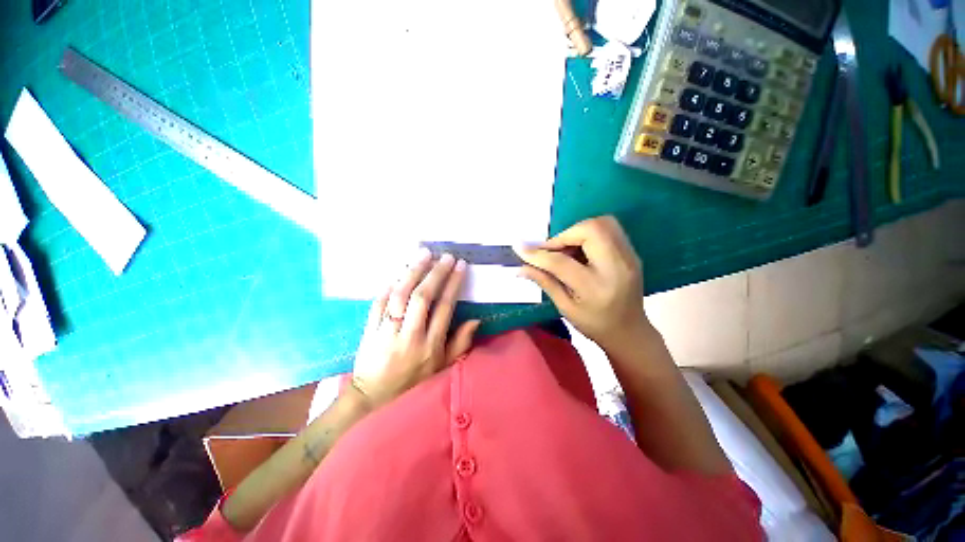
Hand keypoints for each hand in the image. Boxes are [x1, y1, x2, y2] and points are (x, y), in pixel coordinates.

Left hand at [351, 250, 480, 407]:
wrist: (372, 400)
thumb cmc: (414, 384)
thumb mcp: (443, 369)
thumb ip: (460, 344)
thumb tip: (475, 320)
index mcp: (430, 345)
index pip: (445, 307)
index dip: (453, 283)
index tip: (459, 265)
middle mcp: (409, 335)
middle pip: (423, 297)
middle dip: (435, 272)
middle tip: (444, 256)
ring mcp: (387, 331)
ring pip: (400, 295)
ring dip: (413, 272)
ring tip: (423, 254)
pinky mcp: (370, 330)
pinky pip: (378, 302)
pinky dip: (389, 285)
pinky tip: (399, 272)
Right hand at [514, 216, 648, 350]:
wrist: (630, 332)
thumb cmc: (594, 324)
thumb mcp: (565, 308)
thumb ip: (544, 282)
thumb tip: (521, 267)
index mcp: (595, 288)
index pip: (561, 263)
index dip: (538, 254)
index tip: (519, 248)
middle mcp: (616, 267)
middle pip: (590, 230)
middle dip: (564, 234)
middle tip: (551, 249)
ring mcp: (628, 257)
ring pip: (602, 223)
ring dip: (577, 231)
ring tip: (565, 248)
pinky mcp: (631, 253)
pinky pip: (609, 229)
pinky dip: (589, 233)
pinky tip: (580, 250)